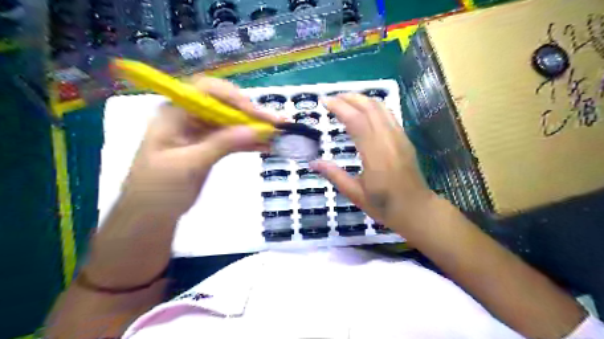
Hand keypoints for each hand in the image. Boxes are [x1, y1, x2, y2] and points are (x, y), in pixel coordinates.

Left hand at [123, 75, 282, 217]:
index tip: (255, 114)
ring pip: (232, 123)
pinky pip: (233, 139)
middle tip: (276, 123)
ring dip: (254, 128)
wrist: (150, 215)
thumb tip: (255, 129)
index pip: (206, 91)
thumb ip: (221, 144)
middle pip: (224, 105)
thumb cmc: (159, 189)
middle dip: (250, 113)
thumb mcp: (189, 165)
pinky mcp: (210, 146)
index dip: (233, 98)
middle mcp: (189, 117)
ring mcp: (201, 132)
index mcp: (175, 113)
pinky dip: (250, 142)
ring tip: (278, 134)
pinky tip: (267, 145)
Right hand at [311, 93, 434, 229]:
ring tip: (344, 101)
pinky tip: (363, 111)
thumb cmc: (384, 205)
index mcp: (375, 155)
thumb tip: (313, 163)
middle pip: (369, 107)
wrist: (417, 209)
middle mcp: (389, 140)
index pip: (357, 121)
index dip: (340, 107)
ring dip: (361, 99)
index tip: (324, 102)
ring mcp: (399, 137)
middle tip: (331, 99)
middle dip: (349, 97)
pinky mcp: (404, 138)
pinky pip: (388, 114)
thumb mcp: (355, 194)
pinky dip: (372, 106)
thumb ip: (334, 175)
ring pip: (381, 107)